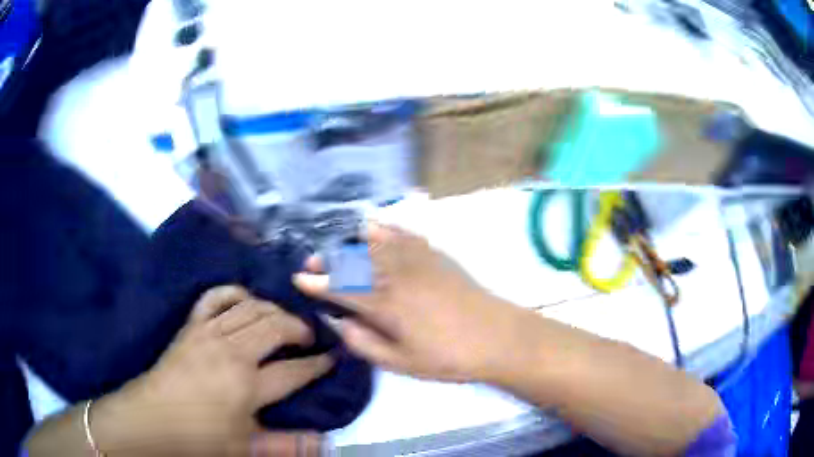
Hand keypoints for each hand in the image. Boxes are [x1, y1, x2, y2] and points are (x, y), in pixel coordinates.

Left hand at [94, 286, 333, 455]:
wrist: (153, 418)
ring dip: (274, 309)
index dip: (317, 364)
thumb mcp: (245, 447)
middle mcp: (231, 351)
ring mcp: (209, 332)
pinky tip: (246, 299)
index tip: (332, 358)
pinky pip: (216, 296)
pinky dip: (235, 292)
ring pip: (251, 307)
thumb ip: (285, 444)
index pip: (294, 371)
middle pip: (274, 326)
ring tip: (284, 320)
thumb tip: (324, 442)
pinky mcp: (192, 325)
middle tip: (310, 337)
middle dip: (299, 328)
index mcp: (247, 385)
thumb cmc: (200, 437)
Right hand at [293, 223, 531, 382]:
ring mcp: (417, 259)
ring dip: (348, 239)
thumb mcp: (402, 363)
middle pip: (353, 258)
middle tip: (314, 261)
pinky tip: (371, 225)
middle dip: (328, 257)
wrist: (496, 335)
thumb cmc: (448, 357)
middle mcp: (397, 275)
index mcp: (387, 305)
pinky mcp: (435, 253)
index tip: (299, 278)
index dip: (317, 283)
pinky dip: (382, 226)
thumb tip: (341, 323)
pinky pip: (402, 232)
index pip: (341, 288)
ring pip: (374, 239)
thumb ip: (365, 343)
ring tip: (336, 243)